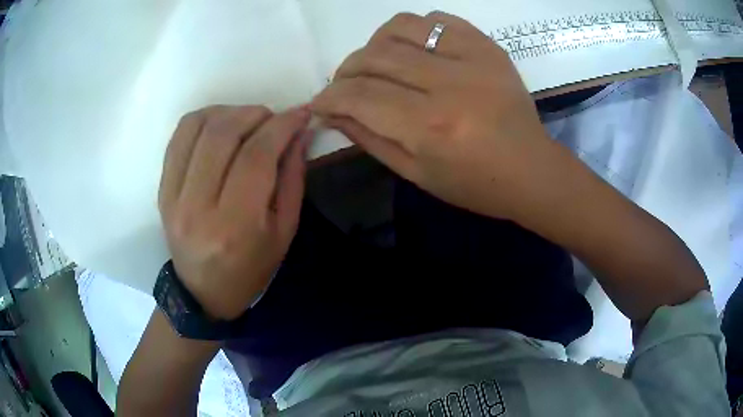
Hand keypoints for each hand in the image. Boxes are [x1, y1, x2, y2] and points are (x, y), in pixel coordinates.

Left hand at [158, 106, 309, 319]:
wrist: (203, 291)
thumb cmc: (250, 268)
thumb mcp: (284, 231)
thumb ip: (293, 178)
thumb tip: (300, 132)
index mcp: (235, 225)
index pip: (257, 155)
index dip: (282, 125)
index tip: (300, 114)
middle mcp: (198, 206)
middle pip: (224, 134)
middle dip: (256, 114)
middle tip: (274, 119)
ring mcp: (173, 196)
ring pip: (198, 127)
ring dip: (230, 112)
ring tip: (248, 121)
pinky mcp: (162, 189)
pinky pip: (179, 136)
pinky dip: (204, 119)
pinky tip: (221, 125)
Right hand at [311, 11, 550, 219]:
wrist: (532, 170)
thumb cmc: (475, 184)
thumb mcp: (416, 174)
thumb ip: (369, 139)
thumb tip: (332, 113)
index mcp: (430, 127)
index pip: (359, 96)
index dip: (330, 97)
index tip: (320, 102)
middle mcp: (449, 85)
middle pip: (375, 57)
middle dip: (345, 71)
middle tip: (344, 86)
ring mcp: (472, 59)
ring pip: (400, 27)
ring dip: (375, 43)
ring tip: (376, 63)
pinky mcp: (488, 47)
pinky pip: (437, 20)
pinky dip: (414, 30)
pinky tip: (414, 50)